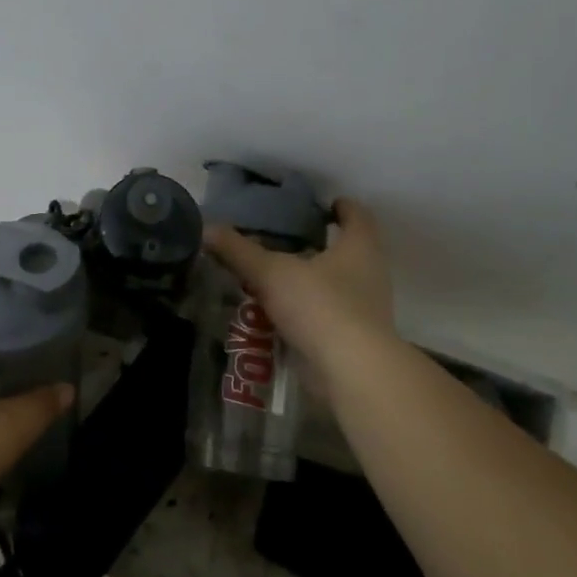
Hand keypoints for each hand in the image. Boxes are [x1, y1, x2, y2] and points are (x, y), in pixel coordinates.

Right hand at [204, 198, 399, 391]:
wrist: (352, 372)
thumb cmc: (320, 306)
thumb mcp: (271, 272)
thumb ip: (239, 250)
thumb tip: (207, 227)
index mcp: (360, 248)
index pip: (357, 216)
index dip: (341, 207)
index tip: (324, 204)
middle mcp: (369, 275)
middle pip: (348, 251)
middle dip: (319, 246)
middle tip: (286, 239)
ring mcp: (365, 310)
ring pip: (336, 285)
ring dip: (309, 281)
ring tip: (274, 277)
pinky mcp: (354, 340)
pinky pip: (327, 316)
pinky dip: (305, 312)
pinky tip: (277, 314)